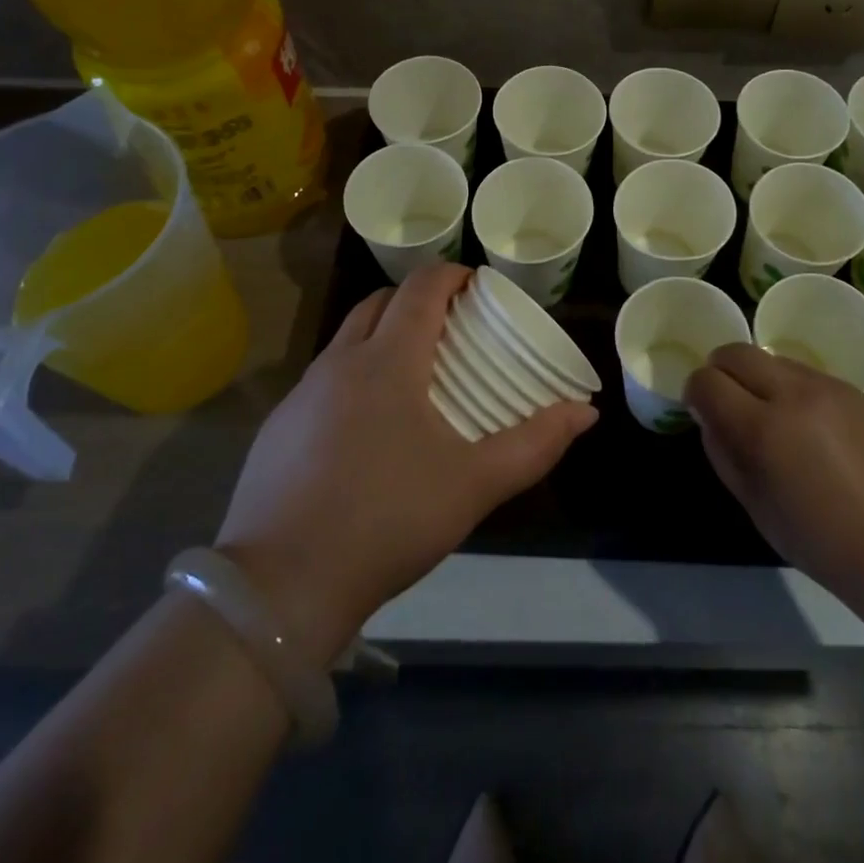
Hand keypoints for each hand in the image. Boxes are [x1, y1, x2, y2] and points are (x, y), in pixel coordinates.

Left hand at [216, 264, 596, 663]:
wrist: (280, 587)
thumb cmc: (388, 520)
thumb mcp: (474, 485)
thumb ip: (535, 444)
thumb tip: (585, 413)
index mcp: (388, 360)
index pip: (422, 288)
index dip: (453, 275)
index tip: (479, 288)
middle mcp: (340, 361)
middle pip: (381, 301)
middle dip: (418, 300)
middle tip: (452, 329)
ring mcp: (302, 393)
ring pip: (347, 338)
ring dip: (382, 335)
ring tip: (413, 375)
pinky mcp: (278, 427)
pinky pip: (323, 378)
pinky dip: (353, 376)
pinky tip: (367, 428)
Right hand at [684, 344, 863, 611]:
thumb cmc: (824, 544)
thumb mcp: (757, 507)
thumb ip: (724, 454)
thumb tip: (709, 418)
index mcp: (764, 429)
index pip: (707, 381)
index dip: (695, 393)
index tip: (701, 410)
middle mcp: (794, 394)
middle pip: (736, 352)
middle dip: (720, 370)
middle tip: (727, 402)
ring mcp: (829, 387)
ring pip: (773, 358)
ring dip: (759, 378)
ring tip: (772, 417)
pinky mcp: (856, 390)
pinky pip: (806, 374)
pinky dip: (792, 388)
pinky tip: (809, 427)